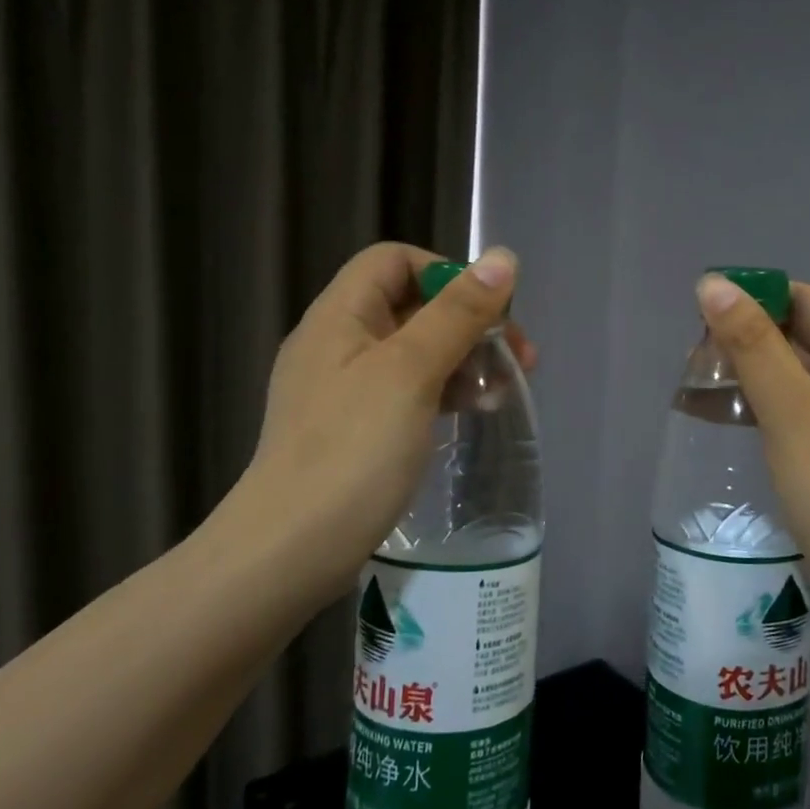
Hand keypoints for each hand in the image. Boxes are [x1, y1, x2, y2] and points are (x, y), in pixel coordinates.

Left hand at [240, 242, 534, 608]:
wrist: (290, 551)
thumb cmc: (352, 450)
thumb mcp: (411, 372)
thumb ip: (458, 313)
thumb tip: (502, 257)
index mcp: (340, 316)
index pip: (394, 261)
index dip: (445, 274)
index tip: (487, 312)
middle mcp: (338, 343)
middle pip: (411, 306)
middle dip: (468, 323)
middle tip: (519, 357)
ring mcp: (344, 389)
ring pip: (415, 352)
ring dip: (463, 360)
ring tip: (503, 391)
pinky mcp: (355, 429)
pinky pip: (407, 391)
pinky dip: (444, 393)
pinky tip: (474, 413)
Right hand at [696, 273, 809, 645]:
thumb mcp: (790, 412)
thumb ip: (753, 344)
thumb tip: (714, 283)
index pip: (806, 299)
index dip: (754, 299)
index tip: (700, 320)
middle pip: (805, 334)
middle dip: (749, 340)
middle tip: (695, 364)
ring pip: (803, 373)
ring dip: (756, 375)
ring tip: (703, 392)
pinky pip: (809, 408)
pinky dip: (772, 406)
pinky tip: (737, 422)